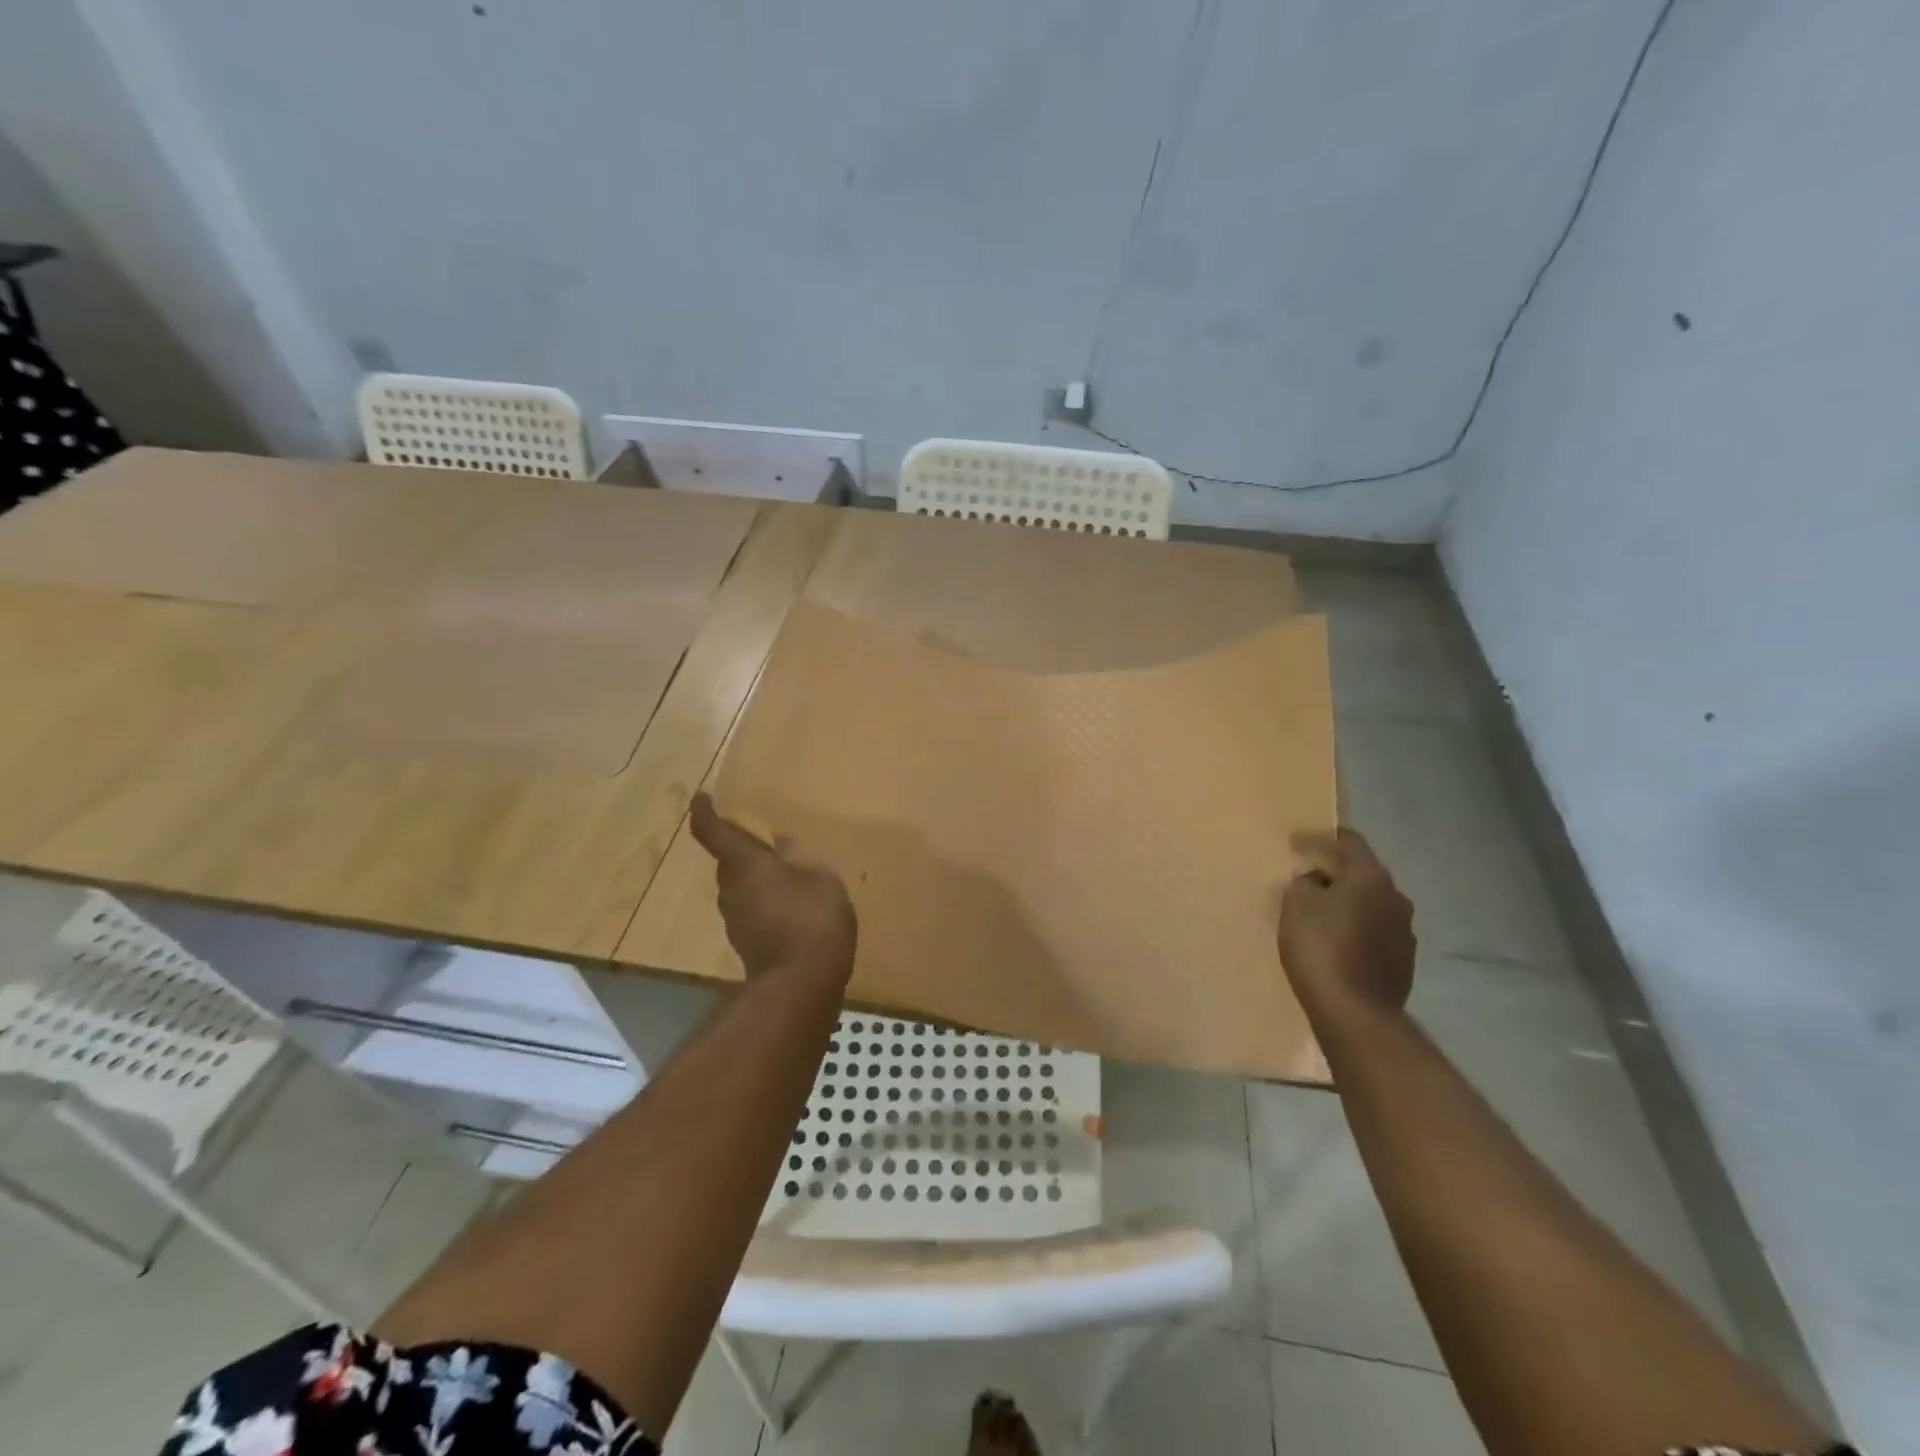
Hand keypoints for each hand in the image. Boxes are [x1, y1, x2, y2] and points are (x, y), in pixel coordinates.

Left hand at [690, 793, 855, 985]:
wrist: (801, 986)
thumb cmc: (811, 920)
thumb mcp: (820, 879)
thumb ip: (801, 860)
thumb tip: (783, 845)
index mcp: (745, 865)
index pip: (714, 832)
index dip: (705, 813)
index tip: (700, 797)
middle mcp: (732, 890)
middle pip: (728, 861)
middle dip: (740, 847)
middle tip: (761, 837)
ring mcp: (736, 920)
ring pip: (740, 887)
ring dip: (754, 877)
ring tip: (782, 870)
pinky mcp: (747, 944)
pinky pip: (753, 910)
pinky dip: (765, 901)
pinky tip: (790, 904)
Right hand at [1278, 828, 1415, 1022]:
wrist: (1355, 1013)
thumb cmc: (1320, 947)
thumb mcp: (1296, 904)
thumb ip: (1304, 883)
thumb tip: (1316, 882)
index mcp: (1371, 877)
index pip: (1350, 842)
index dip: (1322, 838)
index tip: (1298, 842)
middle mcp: (1396, 898)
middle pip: (1362, 874)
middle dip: (1335, 874)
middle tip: (1306, 879)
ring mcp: (1404, 933)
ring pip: (1370, 906)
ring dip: (1347, 905)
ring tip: (1319, 915)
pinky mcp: (1403, 963)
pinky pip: (1374, 934)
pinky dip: (1355, 932)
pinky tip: (1335, 945)